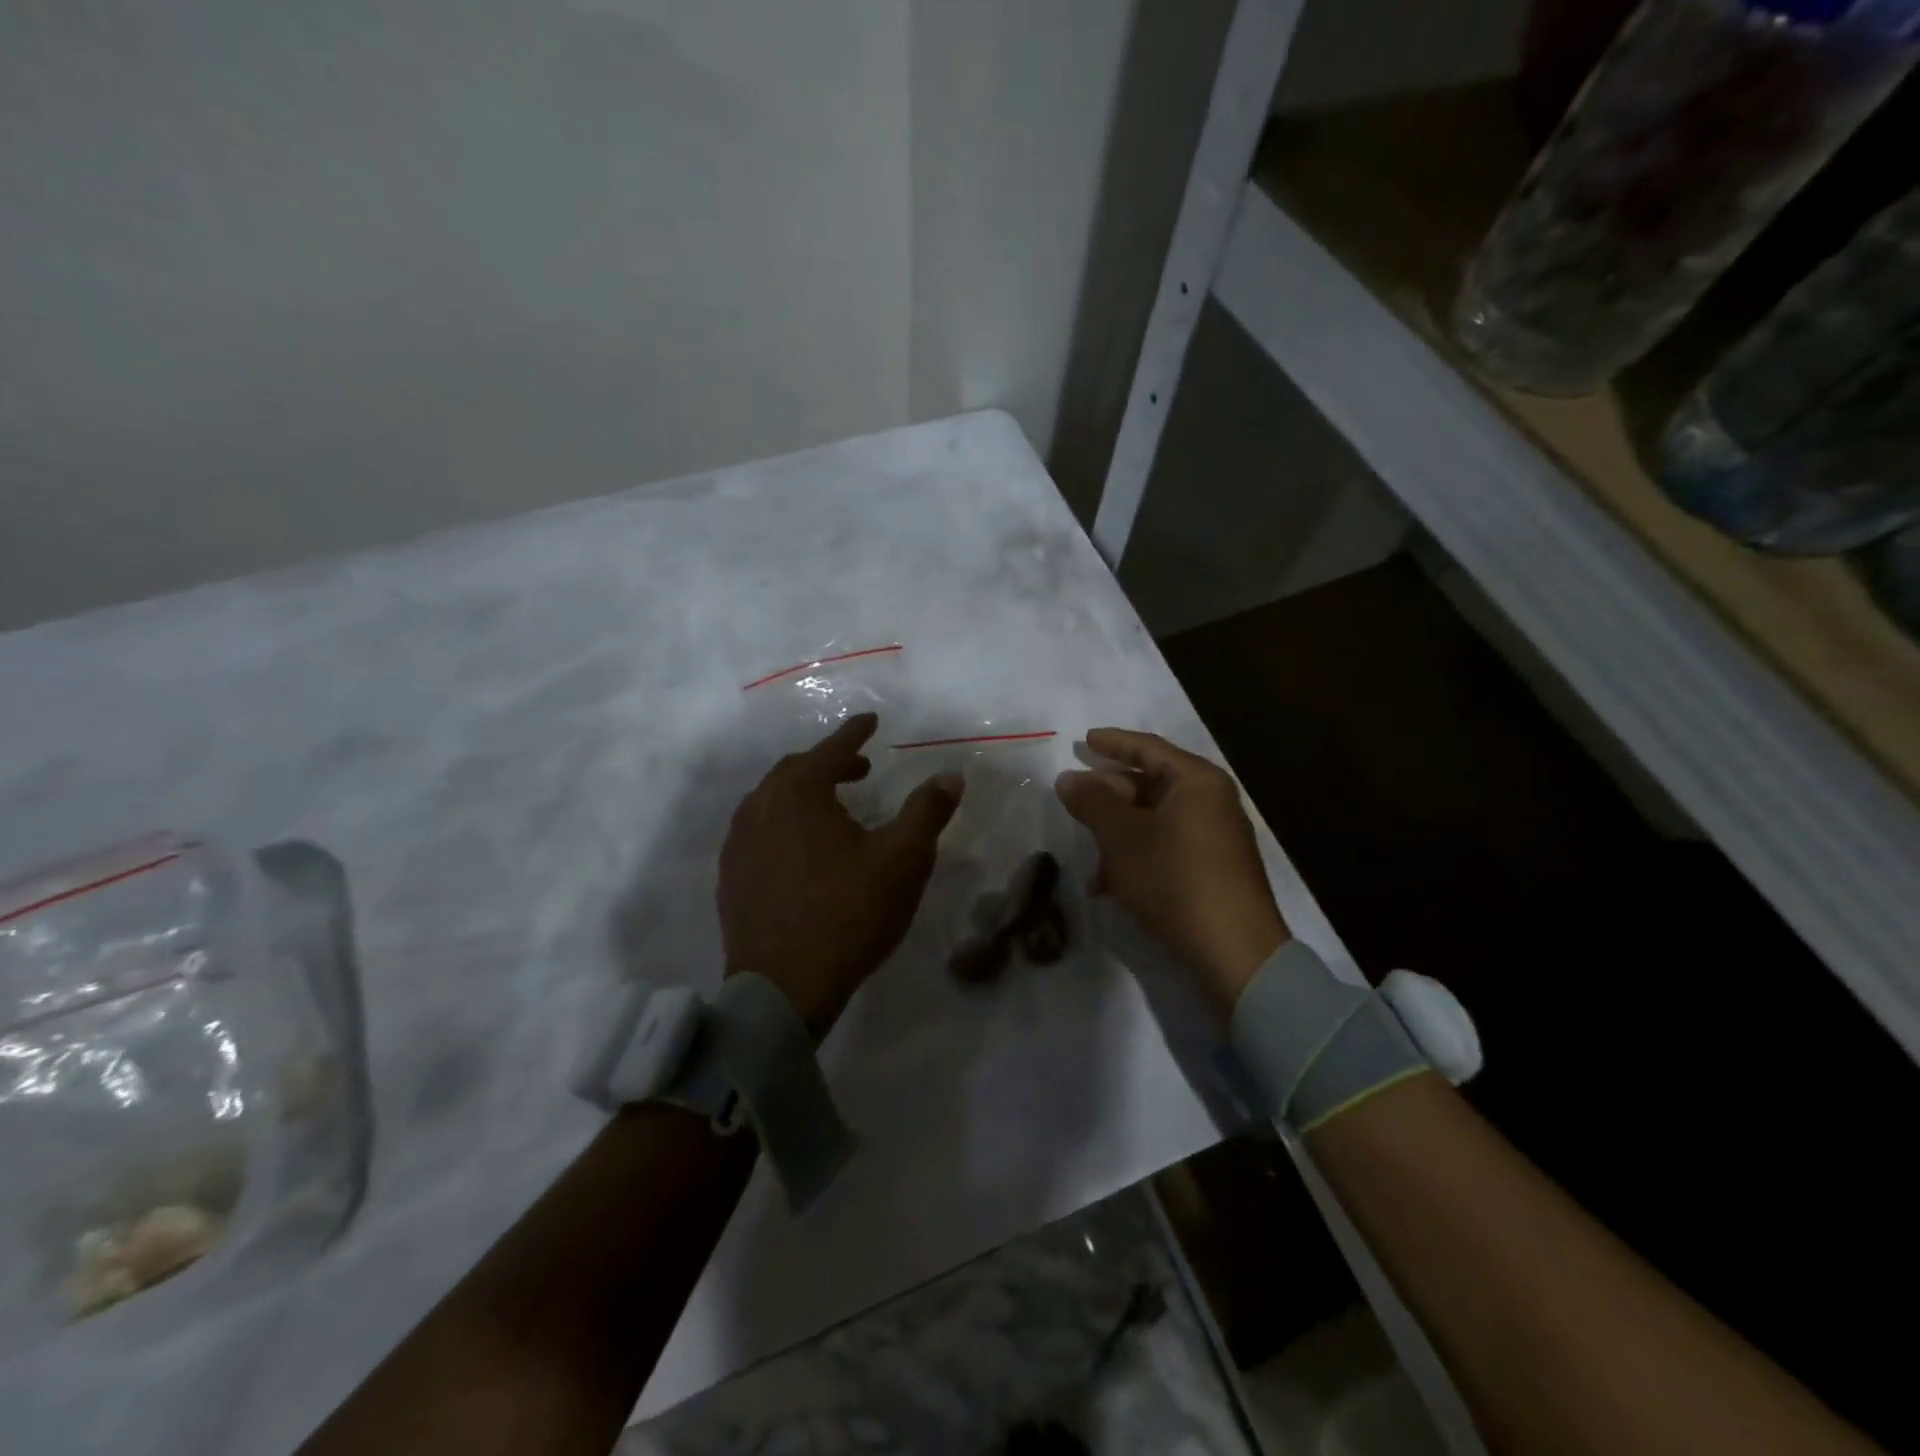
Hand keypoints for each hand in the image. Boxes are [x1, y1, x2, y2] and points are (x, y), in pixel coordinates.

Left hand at [719, 713, 963, 1038]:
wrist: (783, 988)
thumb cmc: (848, 912)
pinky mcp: (731, 878)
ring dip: (805, 794)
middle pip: (796, 771)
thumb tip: (951, 776)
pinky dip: (785, 824)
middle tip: (860, 770)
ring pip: (773, 801)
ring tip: (834, 809)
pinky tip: (803, 849)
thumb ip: (927, 811)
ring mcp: (738, 844)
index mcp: (797, 793)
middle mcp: (759, 807)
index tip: (871, 721)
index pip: (831, 750)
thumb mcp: (902, 859)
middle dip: (830, 764)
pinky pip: (759, 832)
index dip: (855, 734)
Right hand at [1055, 728, 1287, 1016]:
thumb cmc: (1175, 878)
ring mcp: (1213, 838)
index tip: (1082, 741)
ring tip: (1087, 853)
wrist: (1233, 952)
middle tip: (1075, 797)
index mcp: (1196, 782)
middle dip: (1109, 795)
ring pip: (1153, 821)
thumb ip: (1092, 803)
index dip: (1112, 743)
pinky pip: (1164, 849)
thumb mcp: (1123, 837)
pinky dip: (1134, 858)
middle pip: (1150, 784)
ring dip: (1116, 833)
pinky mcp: (1210, 871)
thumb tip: (1067, 777)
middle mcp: (1210, 802)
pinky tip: (1107, 885)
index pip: (1148, 748)